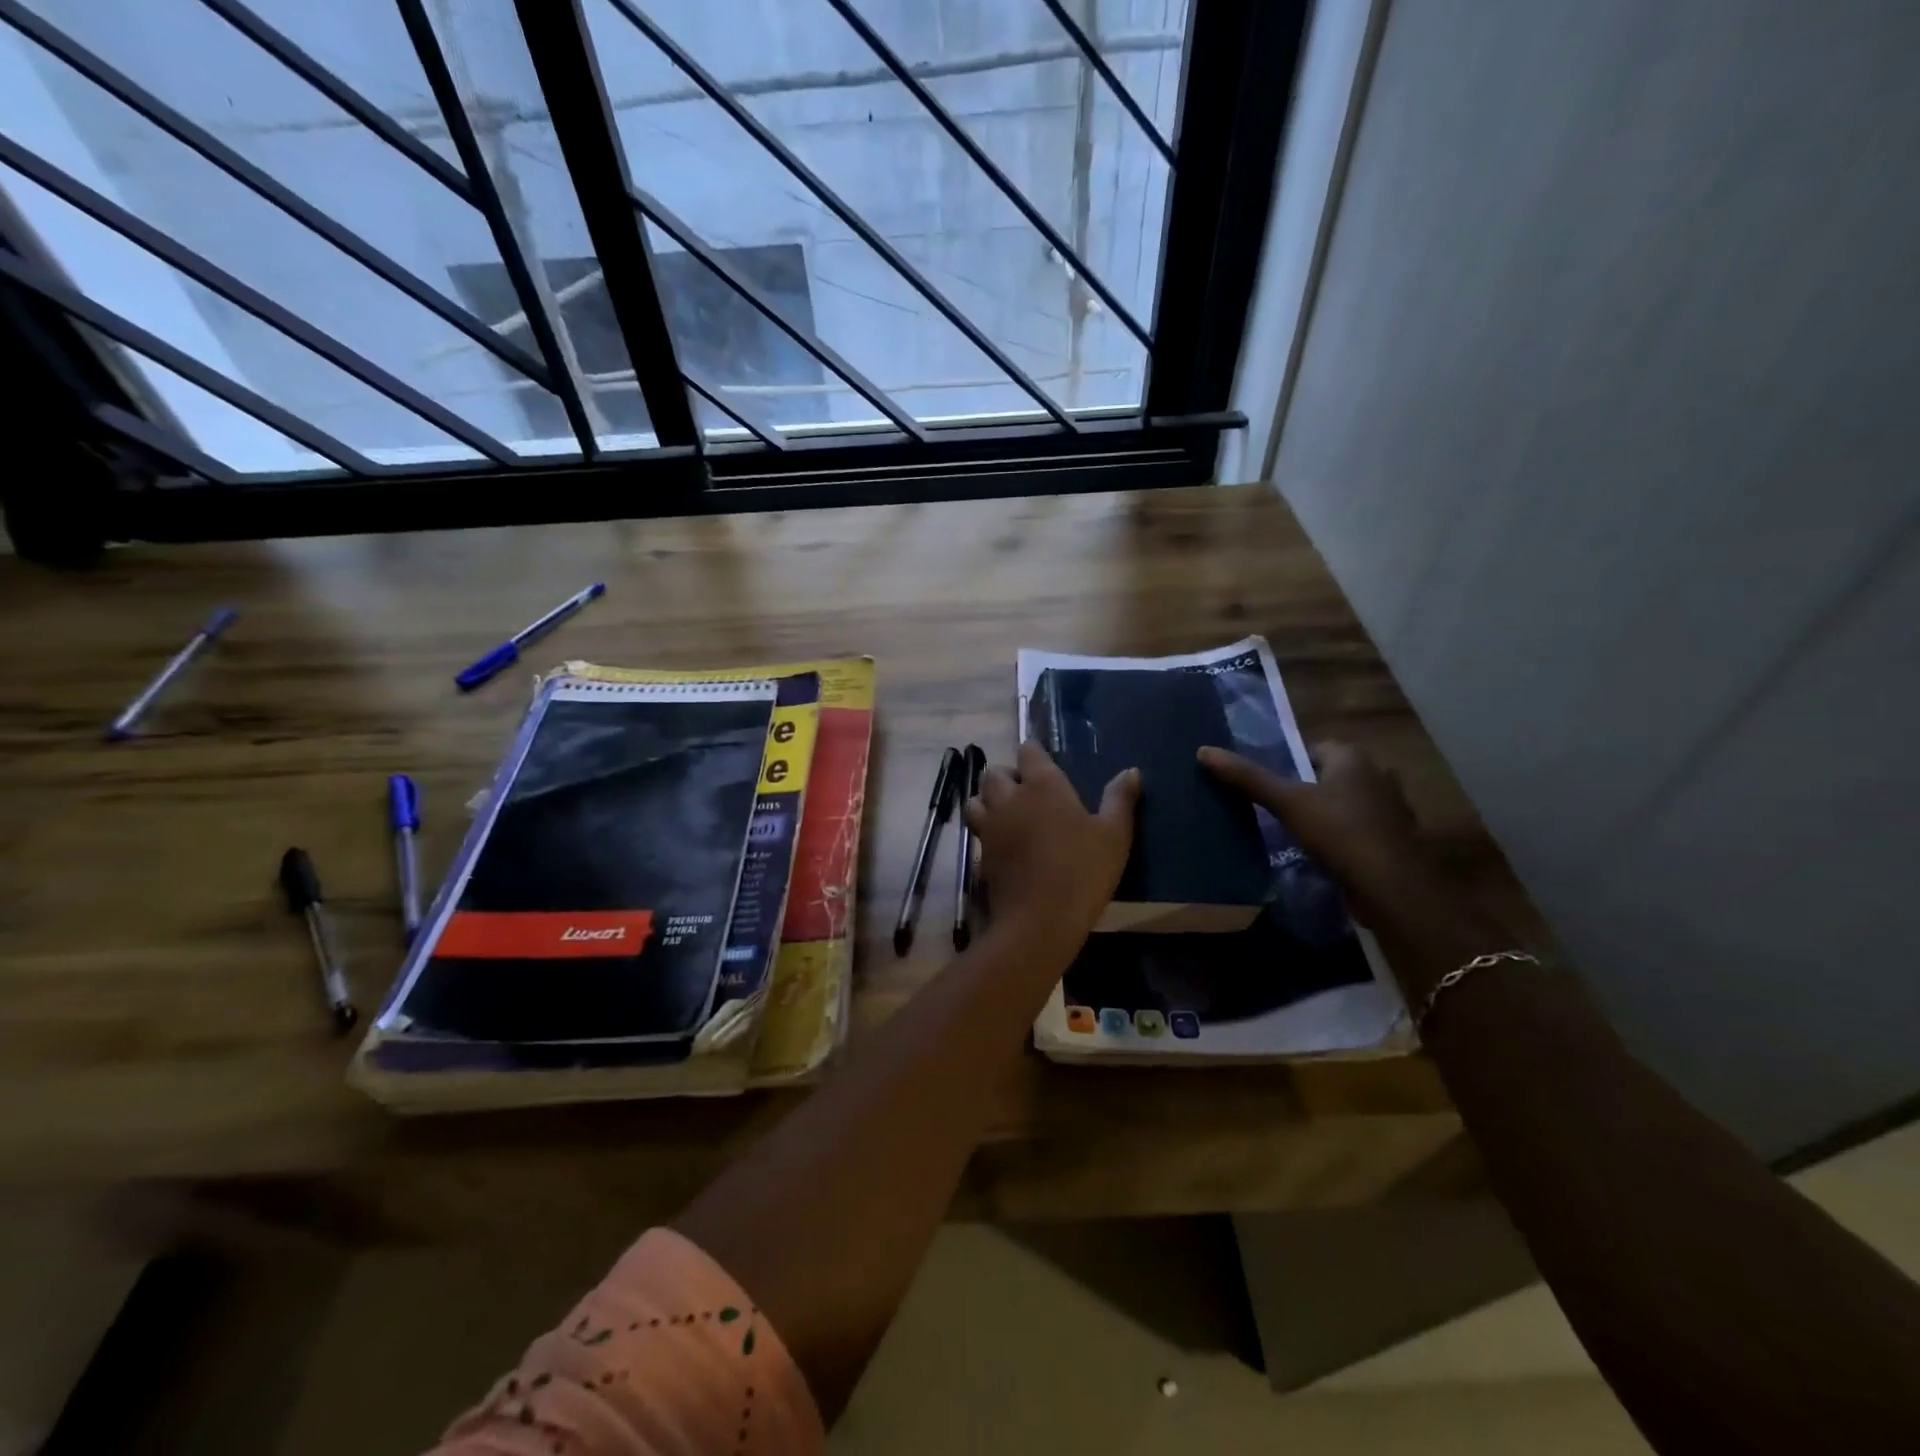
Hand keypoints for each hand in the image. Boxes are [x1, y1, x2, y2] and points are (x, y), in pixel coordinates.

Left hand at [965, 740, 1138, 957]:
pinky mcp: (981, 853)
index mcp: (1043, 785)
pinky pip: (978, 831)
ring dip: (988, 799)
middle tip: (1026, 791)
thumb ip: (1120, 799)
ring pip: (977, 799)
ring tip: (1008, 812)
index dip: (1034, 752)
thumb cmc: (1082, 871)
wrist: (1039, 920)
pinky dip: (986, 830)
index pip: (1028, 751)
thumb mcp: (1114, 836)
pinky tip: (1003, 843)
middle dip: (1007, 775)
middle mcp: (1010, 798)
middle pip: (994, 772)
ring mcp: (991, 826)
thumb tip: (1131, 771)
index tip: (1043, 761)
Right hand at [1199, 740, 1426, 924]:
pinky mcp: (1397, 838)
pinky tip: (1327, 851)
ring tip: (1300, 831)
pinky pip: (1363, 827)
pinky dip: (1346, 834)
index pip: (1314, 748)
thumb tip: (1204, 751)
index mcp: (1353, 757)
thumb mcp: (1285, 802)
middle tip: (1280, 807)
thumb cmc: (1337, 832)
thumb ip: (1247, 777)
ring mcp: (1392, 807)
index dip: (1290, 763)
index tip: (1270, 785)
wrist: (1391, 884)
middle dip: (1310, 787)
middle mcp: (1378, 774)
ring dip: (1330, 812)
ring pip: (1349, 801)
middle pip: (1332, 774)